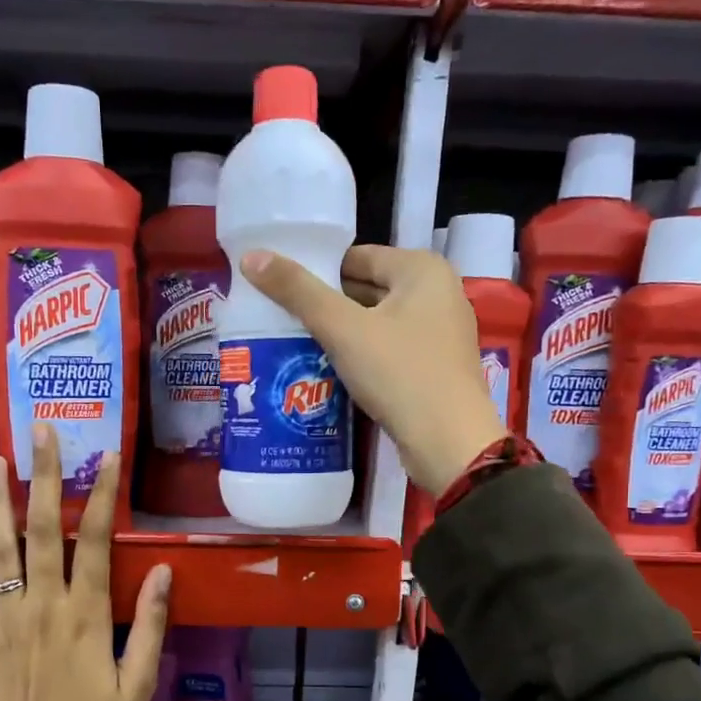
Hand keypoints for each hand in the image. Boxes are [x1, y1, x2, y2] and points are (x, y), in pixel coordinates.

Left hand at [0, 425, 171, 700]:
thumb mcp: (138, 685)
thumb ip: (151, 625)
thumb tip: (166, 572)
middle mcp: (44, 604)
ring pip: (0, 548)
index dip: (104, 494)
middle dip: (46, 477)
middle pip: (45, 530)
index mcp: (88, 615)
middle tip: (41, 432)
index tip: (108, 455)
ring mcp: (5, 618)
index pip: (99, 541)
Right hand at [240, 245, 507, 494]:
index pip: (356, 257)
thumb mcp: (343, 329)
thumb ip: (298, 291)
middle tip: (281, 322)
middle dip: (326, 306)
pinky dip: (362, 357)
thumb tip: (252, 257)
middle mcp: (438, 292)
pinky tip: (330, 373)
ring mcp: (440, 332)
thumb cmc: (399, 374)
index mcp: (422, 269)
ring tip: (296, 347)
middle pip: (367, 289)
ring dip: (341, 335)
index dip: (316, 273)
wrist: (449, 443)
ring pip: (376, 323)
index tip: (279, 293)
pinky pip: (389, 350)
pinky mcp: (436, 367)